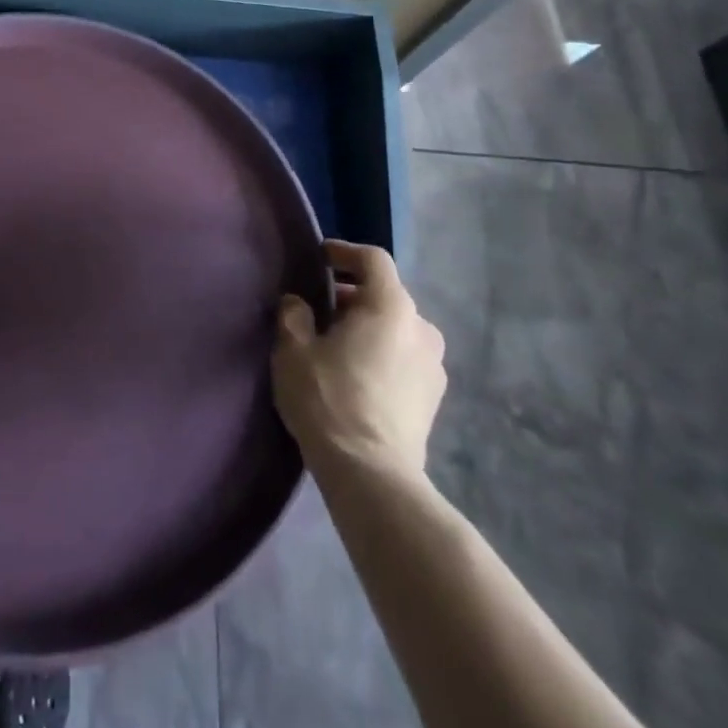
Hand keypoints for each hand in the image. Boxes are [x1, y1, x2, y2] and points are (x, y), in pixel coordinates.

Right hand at [273, 240, 446, 475]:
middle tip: (320, 307)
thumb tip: (299, 303)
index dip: (345, 252)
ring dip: (369, 326)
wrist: (372, 475)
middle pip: (386, 294)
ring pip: (397, 328)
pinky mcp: (434, 398)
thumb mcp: (293, 350)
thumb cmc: (329, 399)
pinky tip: (357, 374)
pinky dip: (382, 352)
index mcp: (390, 307)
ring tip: (337, 343)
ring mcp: (434, 365)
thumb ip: (294, 315)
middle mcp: (421, 328)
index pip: (373, 259)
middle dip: (353, 294)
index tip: (320, 258)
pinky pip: (405, 357)